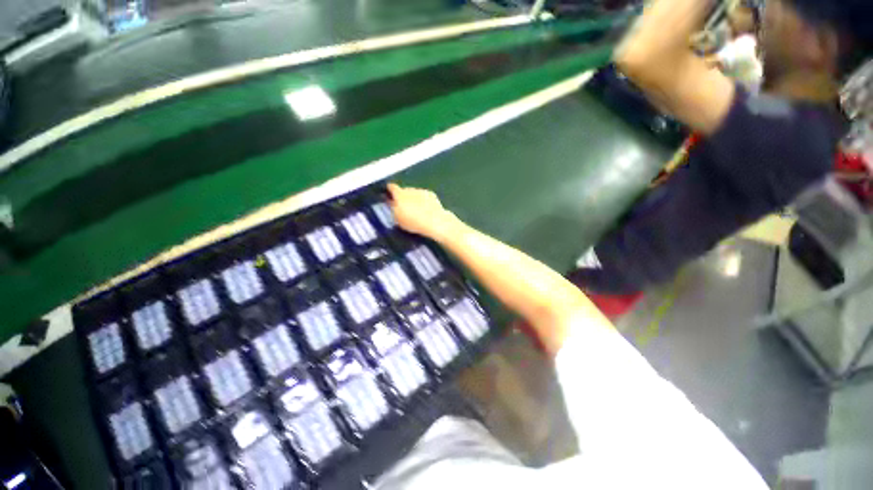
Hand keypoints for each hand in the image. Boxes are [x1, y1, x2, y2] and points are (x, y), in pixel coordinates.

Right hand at [386, 183, 457, 241]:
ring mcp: (421, 191)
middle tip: (404, 208)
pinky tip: (425, 210)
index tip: (389, 193)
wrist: (435, 221)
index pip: (392, 187)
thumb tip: (391, 202)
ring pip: (414, 193)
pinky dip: (423, 200)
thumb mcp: (398, 219)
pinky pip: (424, 196)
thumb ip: (393, 208)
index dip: (389, 190)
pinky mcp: (431, 194)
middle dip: (403, 197)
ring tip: (416, 211)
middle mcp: (410, 190)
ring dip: (414, 199)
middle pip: (404, 191)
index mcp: (400, 195)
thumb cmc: (413, 222)